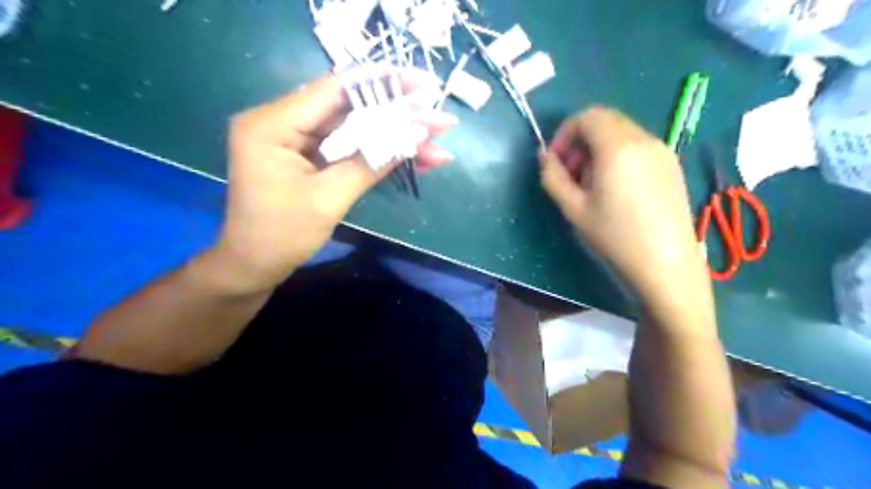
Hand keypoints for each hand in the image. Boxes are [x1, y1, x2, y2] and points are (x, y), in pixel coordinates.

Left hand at [214, 70, 456, 292]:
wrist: (254, 266)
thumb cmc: (282, 235)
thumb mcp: (329, 198)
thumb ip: (370, 162)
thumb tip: (416, 134)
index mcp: (273, 124)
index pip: (334, 90)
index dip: (382, 85)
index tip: (422, 86)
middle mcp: (282, 121)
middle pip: (350, 109)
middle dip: (398, 116)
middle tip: (439, 121)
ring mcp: (296, 139)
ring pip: (355, 130)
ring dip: (395, 138)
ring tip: (436, 145)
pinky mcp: (308, 156)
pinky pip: (349, 148)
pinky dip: (379, 153)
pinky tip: (414, 158)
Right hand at [543, 108, 710, 300]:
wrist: (665, 263)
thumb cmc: (615, 237)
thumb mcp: (574, 209)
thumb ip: (552, 177)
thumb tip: (544, 155)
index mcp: (617, 147)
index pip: (587, 116)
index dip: (564, 133)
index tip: (556, 161)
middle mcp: (643, 139)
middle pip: (605, 119)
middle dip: (580, 139)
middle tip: (571, 173)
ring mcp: (662, 150)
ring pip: (622, 131)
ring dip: (598, 148)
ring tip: (592, 184)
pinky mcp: (671, 164)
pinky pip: (637, 145)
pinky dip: (618, 154)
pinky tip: (616, 187)